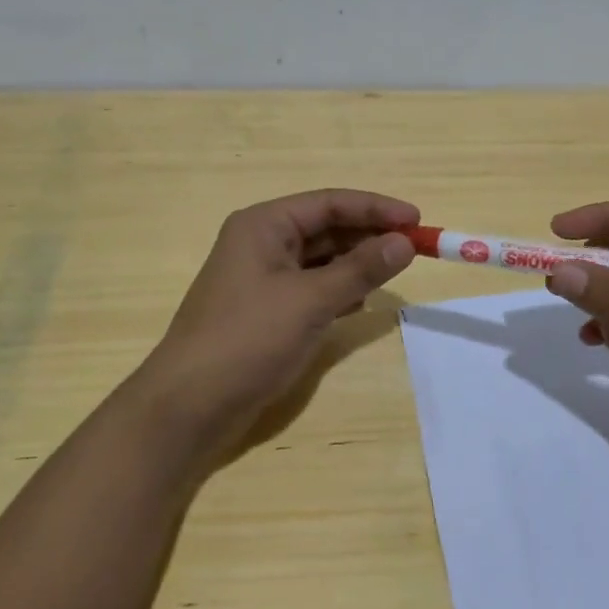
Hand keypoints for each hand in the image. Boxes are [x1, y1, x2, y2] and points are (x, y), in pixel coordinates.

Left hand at [122, 189, 418, 468]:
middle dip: (369, 236)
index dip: (376, 208)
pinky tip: (364, 301)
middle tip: (414, 248)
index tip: (418, 220)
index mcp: (264, 225)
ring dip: (357, 263)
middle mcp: (262, 243)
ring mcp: (262, 278)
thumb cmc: (249, 340)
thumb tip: (405, 242)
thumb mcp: (310, 300)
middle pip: (326, 228)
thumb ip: (360, 269)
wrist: (190, 406)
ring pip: (321, 259)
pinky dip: (340, 290)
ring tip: (396, 271)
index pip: (330, 203)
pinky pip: (312, 288)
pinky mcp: (266, 311)